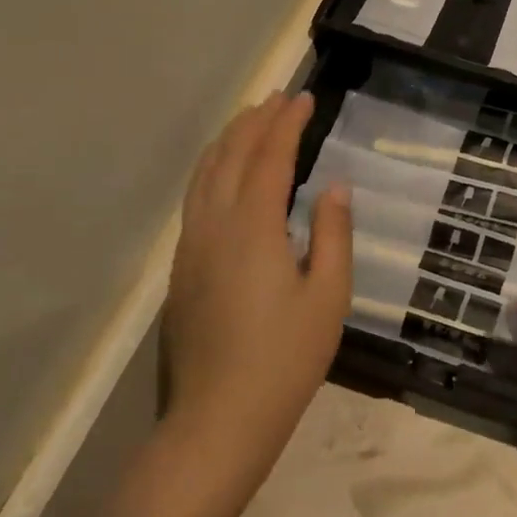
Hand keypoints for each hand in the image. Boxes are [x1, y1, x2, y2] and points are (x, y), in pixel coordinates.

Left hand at [156, 92, 350, 500]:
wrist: (218, 418)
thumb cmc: (285, 358)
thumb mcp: (328, 296)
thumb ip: (334, 233)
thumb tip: (335, 186)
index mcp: (253, 227)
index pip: (269, 157)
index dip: (287, 124)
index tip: (304, 98)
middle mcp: (214, 225)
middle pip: (230, 156)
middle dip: (255, 121)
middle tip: (279, 97)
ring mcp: (191, 246)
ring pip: (204, 174)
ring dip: (228, 140)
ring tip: (250, 120)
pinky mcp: (181, 267)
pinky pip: (195, 198)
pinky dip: (211, 169)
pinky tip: (223, 173)